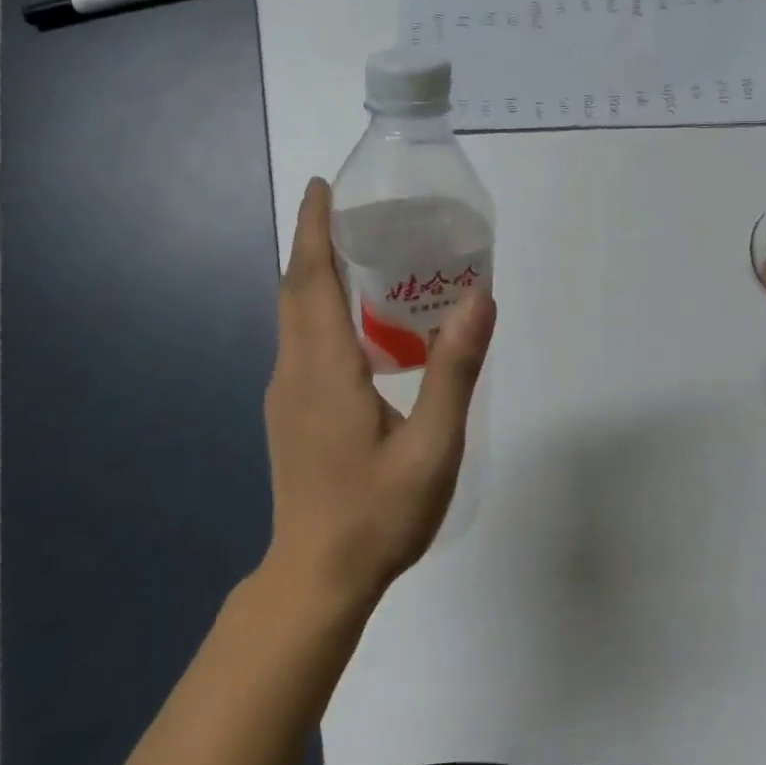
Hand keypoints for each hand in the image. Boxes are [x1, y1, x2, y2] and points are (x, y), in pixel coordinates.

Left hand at [263, 178, 496, 606]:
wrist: (317, 579)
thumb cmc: (377, 513)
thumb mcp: (432, 445)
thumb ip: (454, 370)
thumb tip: (479, 297)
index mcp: (325, 368)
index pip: (311, 279)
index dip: (313, 227)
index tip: (321, 185)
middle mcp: (295, 370)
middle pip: (297, 288)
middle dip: (315, 239)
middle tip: (353, 206)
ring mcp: (286, 392)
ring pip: (295, 313)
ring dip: (317, 271)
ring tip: (361, 248)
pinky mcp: (291, 410)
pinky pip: (301, 338)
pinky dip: (320, 305)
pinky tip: (359, 318)